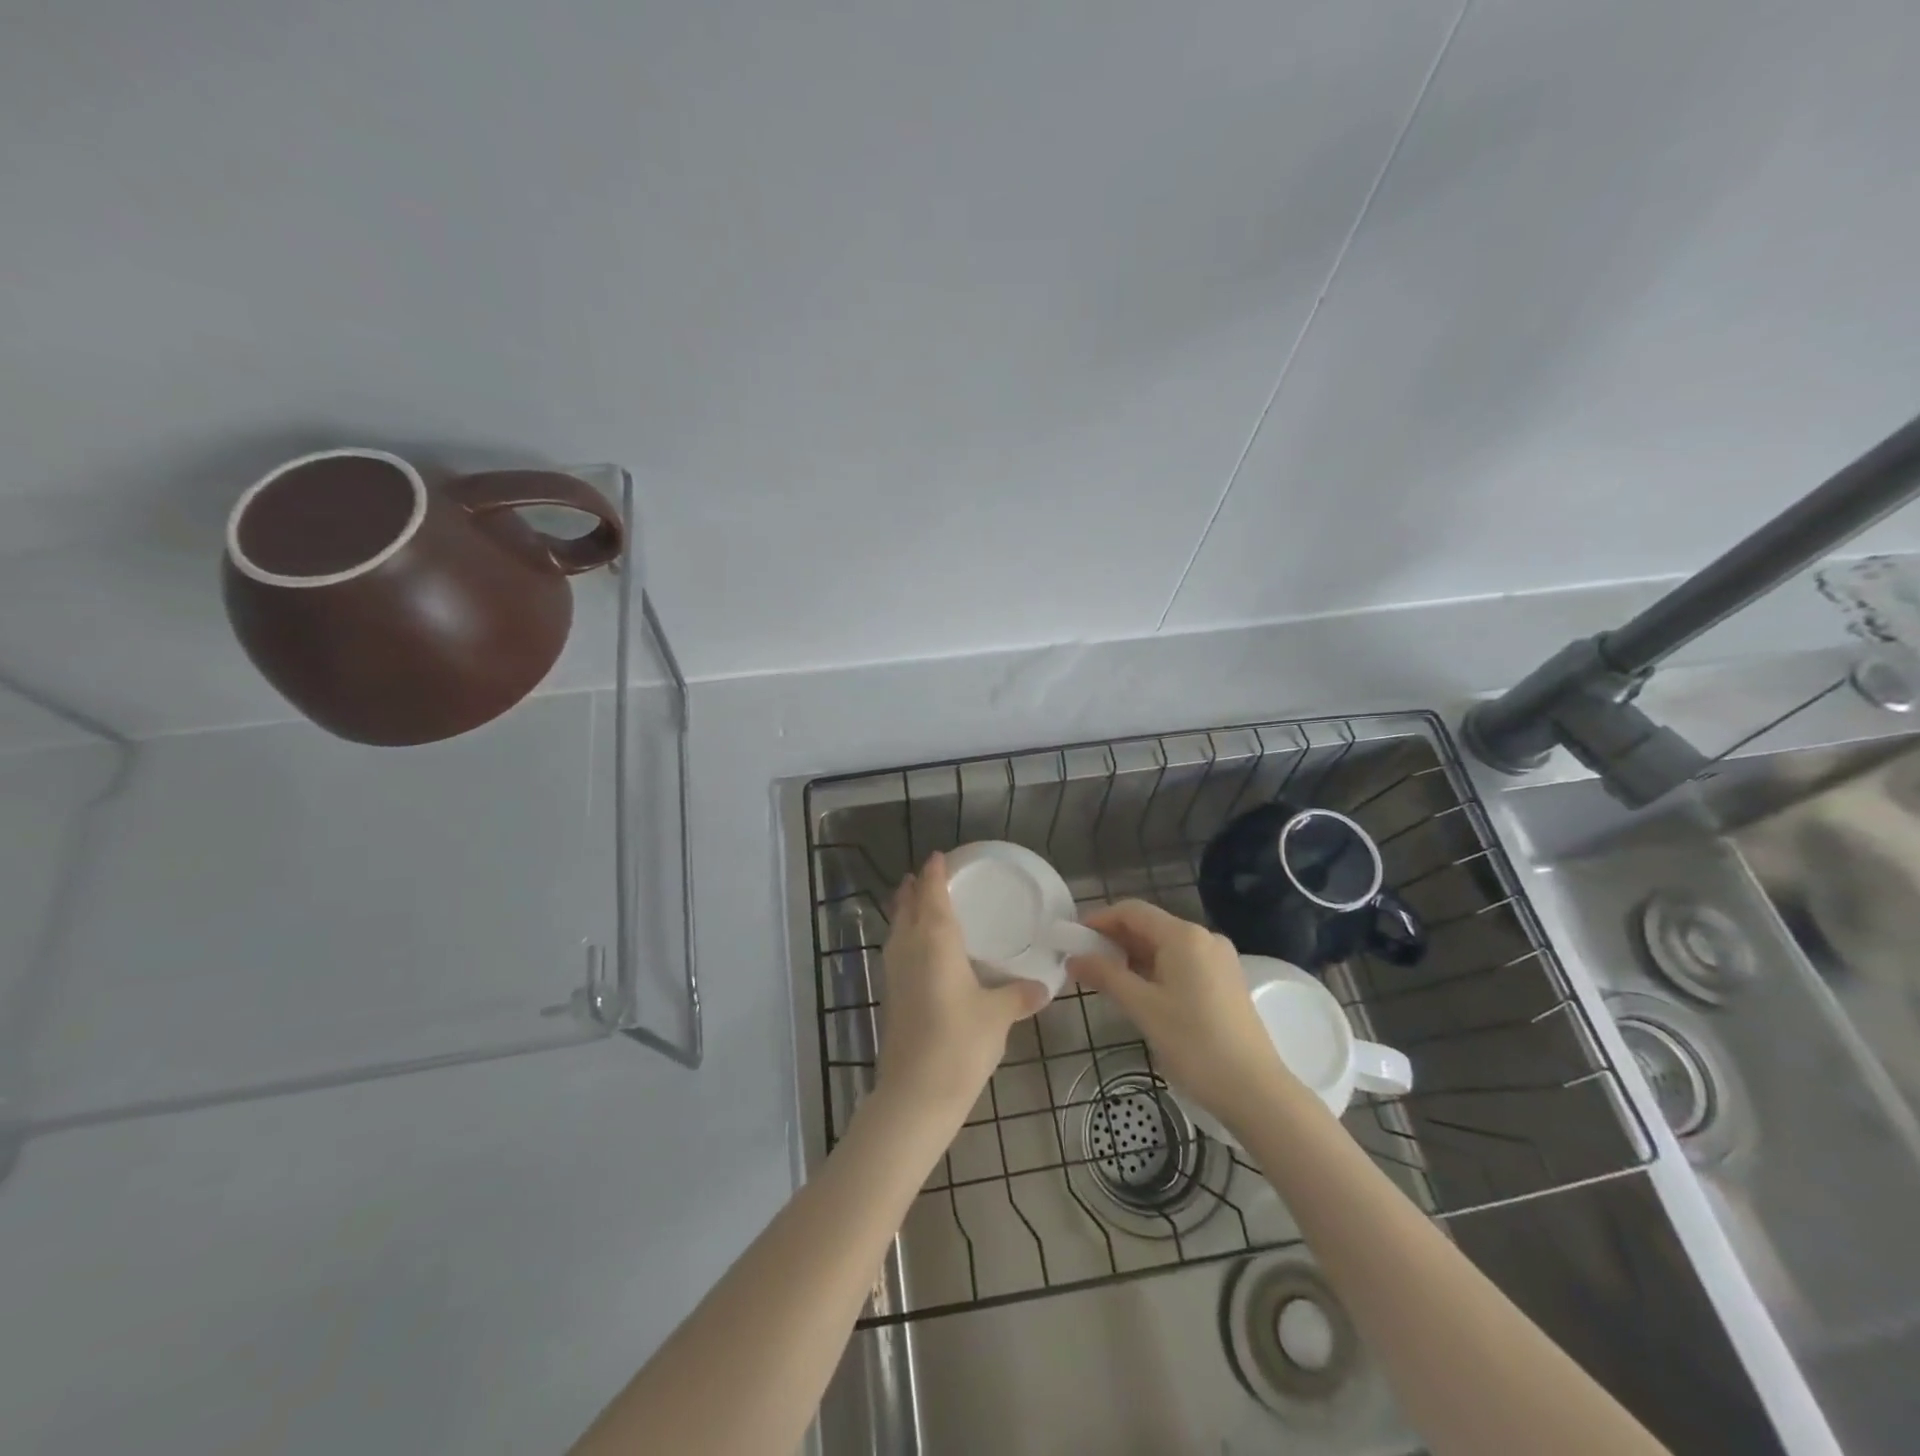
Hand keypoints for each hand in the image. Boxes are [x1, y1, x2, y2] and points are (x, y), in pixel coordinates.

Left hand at [875, 853, 1047, 1127]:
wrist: (915, 1094)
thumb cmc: (959, 1042)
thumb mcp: (997, 1016)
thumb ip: (1018, 996)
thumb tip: (1042, 986)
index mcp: (935, 941)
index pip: (931, 895)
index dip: (934, 874)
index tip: (937, 856)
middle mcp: (909, 949)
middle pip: (906, 908)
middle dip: (914, 889)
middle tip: (926, 876)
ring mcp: (895, 974)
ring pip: (897, 930)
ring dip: (905, 912)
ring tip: (918, 904)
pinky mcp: (891, 997)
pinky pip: (897, 952)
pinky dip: (905, 939)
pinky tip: (920, 953)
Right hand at [1069, 901, 1303, 1134]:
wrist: (1255, 1091)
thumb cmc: (1194, 1044)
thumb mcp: (1142, 1008)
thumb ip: (1105, 976)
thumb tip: (1074, 958)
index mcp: (1183, 936)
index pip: (1132, 911)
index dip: (1099, 919)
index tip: (1073, 939)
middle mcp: (1204, 938)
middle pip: (1149, 926)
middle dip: (1114, 940)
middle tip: (1084, 962)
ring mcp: (1218, 959)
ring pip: (1165, 945)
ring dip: (1133, 956)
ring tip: (1105, 979)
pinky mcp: (1225, 981)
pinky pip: (1181, 962)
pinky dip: (1155, 969)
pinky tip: (1139, 991)